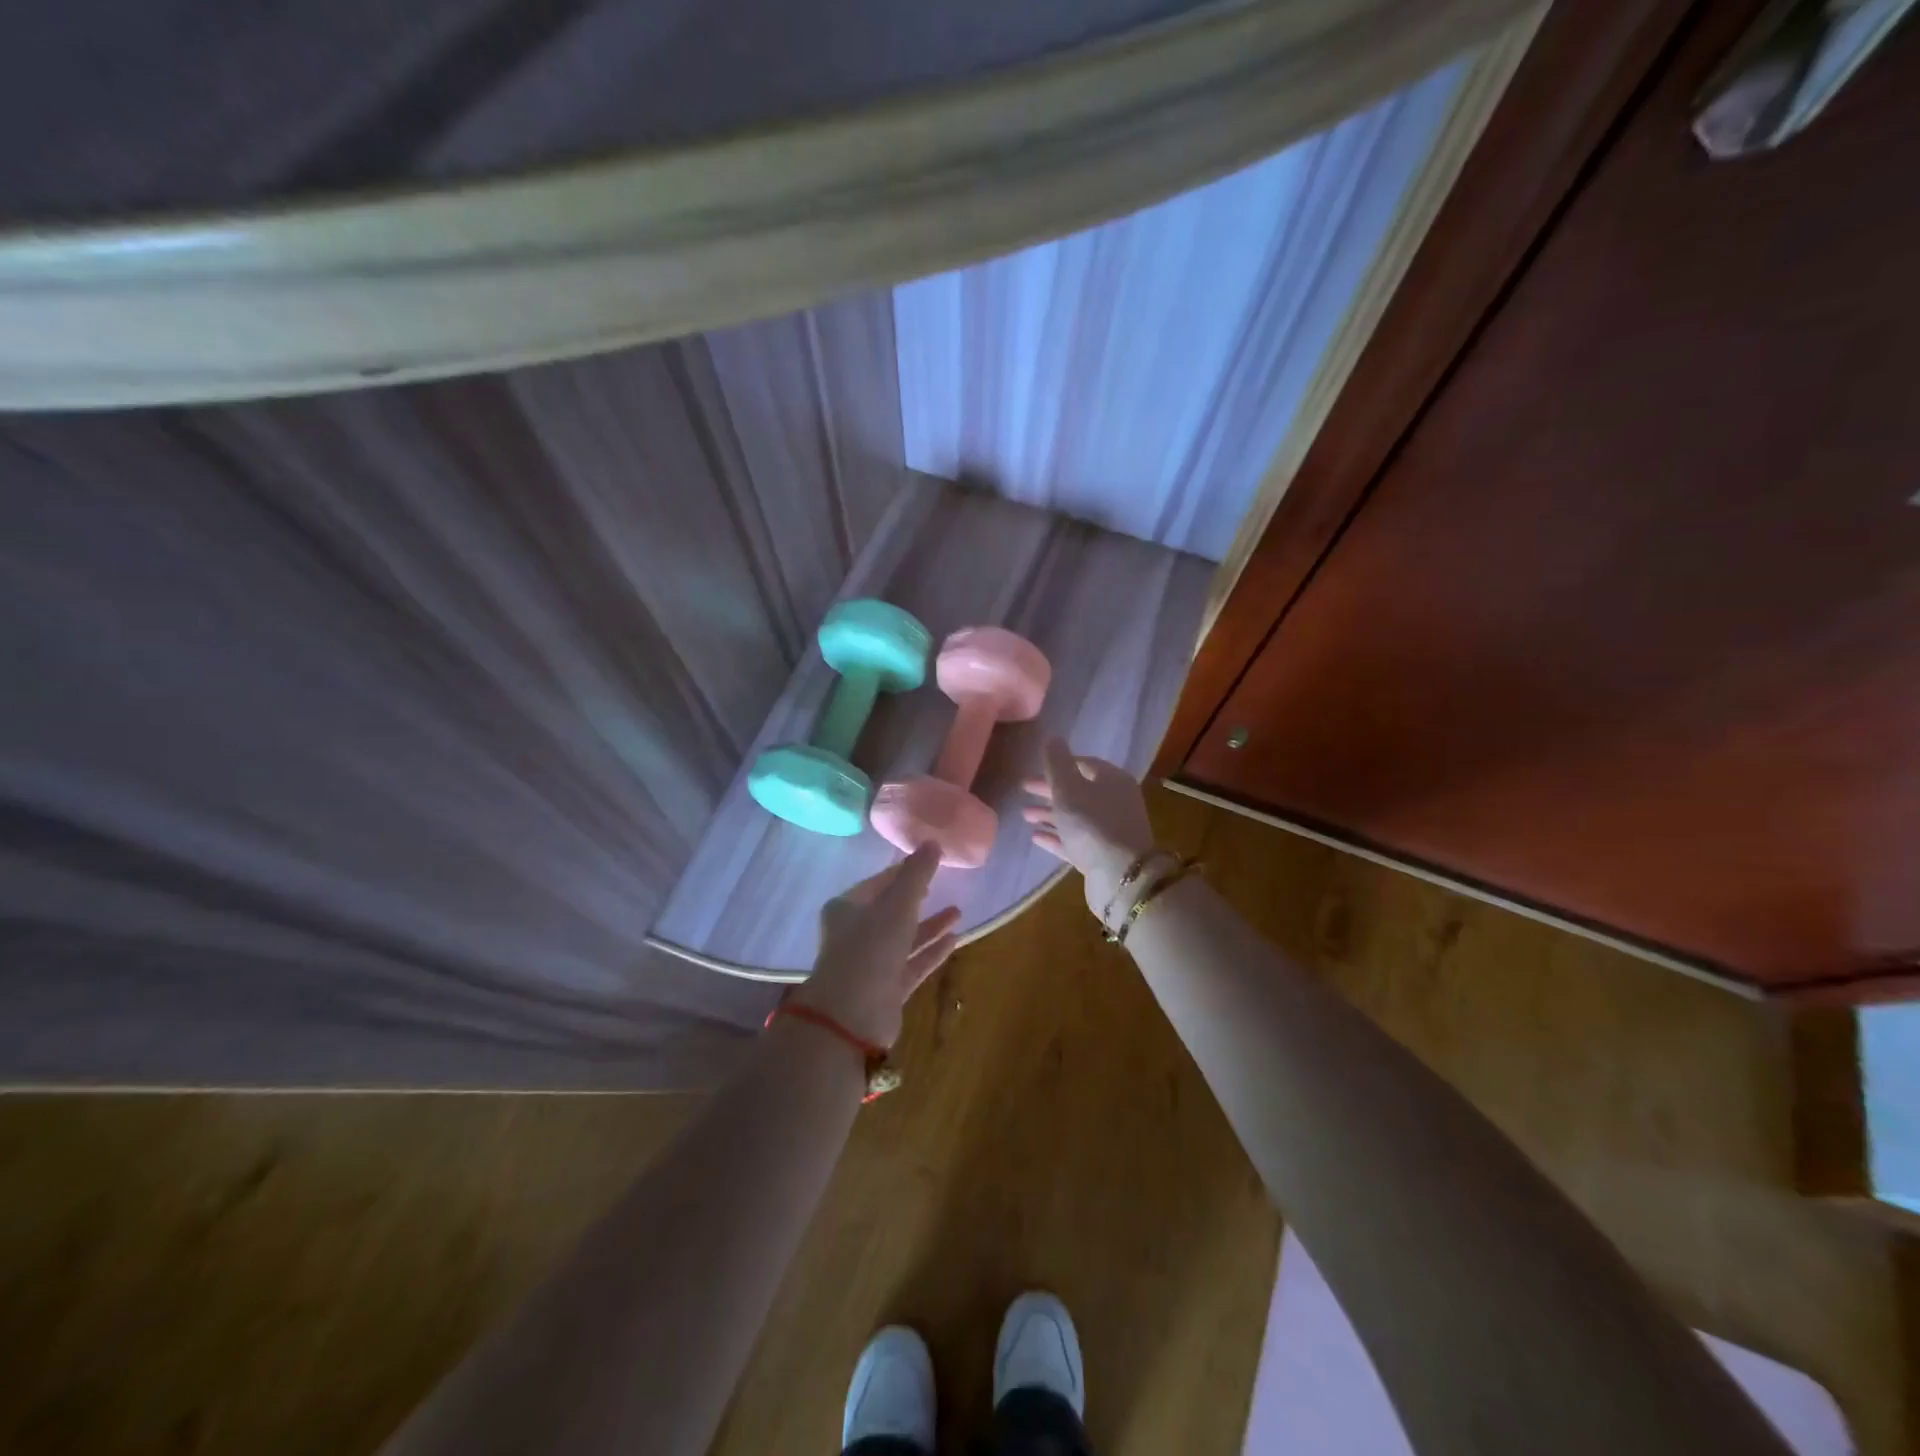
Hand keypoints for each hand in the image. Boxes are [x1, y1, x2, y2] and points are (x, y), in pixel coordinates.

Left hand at [795, 844, 960, 1048]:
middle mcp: (855, 934)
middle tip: (941, 884)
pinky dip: (931, 951)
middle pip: (890, 910)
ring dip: (929, 925)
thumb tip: (933, 842)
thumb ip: (917, 874)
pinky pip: (912, 963)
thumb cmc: (870, 948)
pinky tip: (955, 939)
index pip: (878, 883)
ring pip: (904, 938)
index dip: (902, 871)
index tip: (927, 862)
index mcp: (847, 908)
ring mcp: (871, 963)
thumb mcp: (897, 904)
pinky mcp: (887, 988)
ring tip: (959, 911)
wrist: (852, 1015)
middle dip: (916, 898)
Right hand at [1023, 737, 1159, 923]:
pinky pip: (1075, 839)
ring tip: (1025, 815)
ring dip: (1050, 814)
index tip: (1035, 768)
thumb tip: (1053, 738)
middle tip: (1023, 790)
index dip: (1058, 764)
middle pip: (1078, 790)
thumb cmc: (1092, 825)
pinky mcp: (1102, 855)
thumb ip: (1057, 763)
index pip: (1084, 764)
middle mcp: (1115, 801)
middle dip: (1050, 790)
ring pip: (1075, 816)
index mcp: (1112, 780)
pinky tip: (1036, 837)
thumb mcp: (1068, 789)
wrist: (1121, 877)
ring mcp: (1110, 830)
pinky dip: (1057, 836)